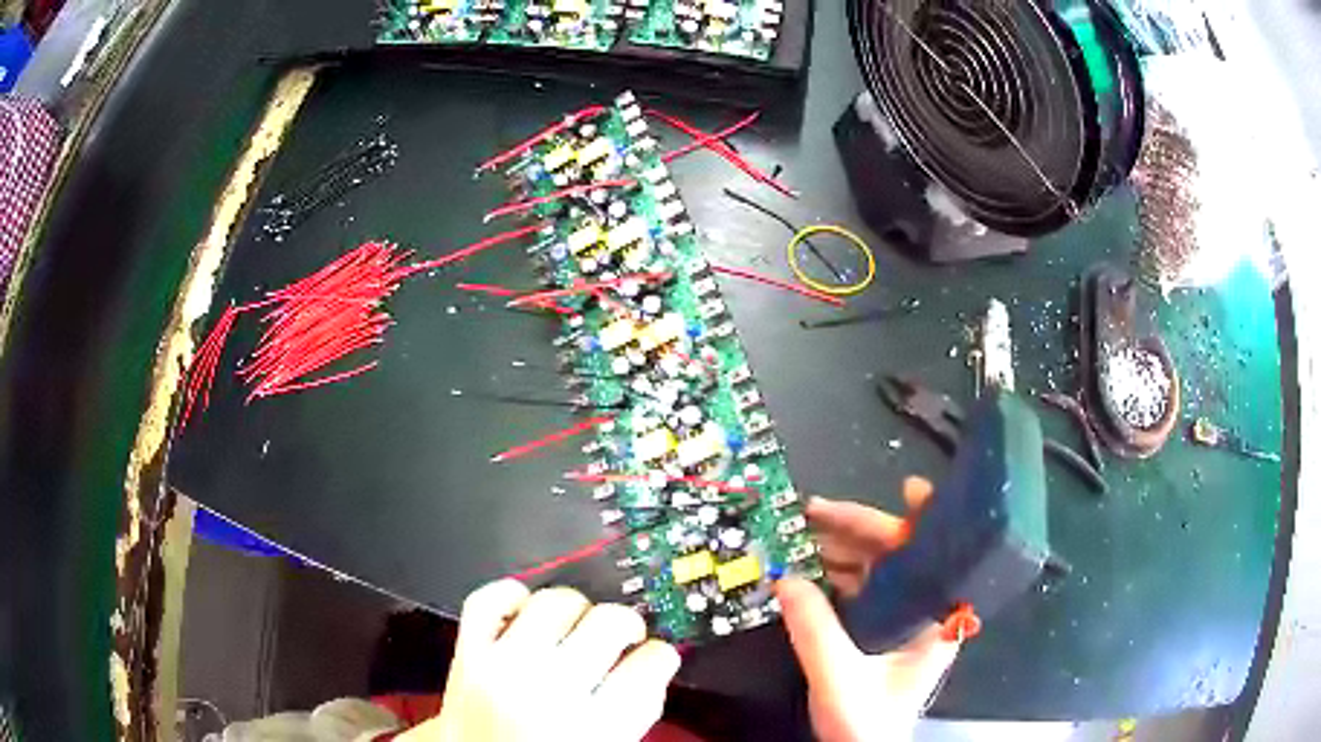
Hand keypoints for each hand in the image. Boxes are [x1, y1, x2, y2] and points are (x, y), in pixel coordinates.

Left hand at [401, 580, 680, 741]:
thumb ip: (636, 709)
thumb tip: (651, 663)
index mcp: (594, 726)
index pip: (649, 664)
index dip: (659, 657)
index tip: (653, 658)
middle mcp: (549, 691)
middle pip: (609, 622)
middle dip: (625, 627)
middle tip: (620, 640)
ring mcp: (503, 667)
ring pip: (556, 602)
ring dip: (575, 612)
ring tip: (574, 630)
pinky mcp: (468, 654)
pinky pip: (489, 600)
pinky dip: (511, 596)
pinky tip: (526, 612)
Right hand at [775, 477, 961, 741]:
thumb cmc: (866, 723)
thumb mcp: (839, 678)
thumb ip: (815, 631)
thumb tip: (786, 579)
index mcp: (932, 621)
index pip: (938, 557)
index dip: (927, 519)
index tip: (909, 488)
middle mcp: (923, 613)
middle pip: (899, 557)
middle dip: (860, 529)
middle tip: (816, 510)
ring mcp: (901, 621)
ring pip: (878, 570)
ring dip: (843, 548)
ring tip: (805, 531)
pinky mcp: (881, 630)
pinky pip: (863, 590)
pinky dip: (837, 573)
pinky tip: (812, 564)